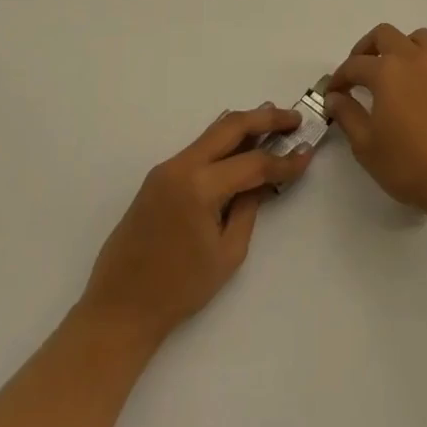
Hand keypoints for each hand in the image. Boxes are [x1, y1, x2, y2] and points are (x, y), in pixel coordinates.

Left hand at [79, 104, 313, 345]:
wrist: (119, 308)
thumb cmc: (178, 290)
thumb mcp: (227, 254)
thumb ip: (249, 208)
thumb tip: (263, 180)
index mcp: (199, 187)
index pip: (253, 163)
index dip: (284, 160)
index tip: (307, 153)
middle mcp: (181, 166)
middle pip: (231, 126)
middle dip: (266, 118)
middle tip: (294, 118)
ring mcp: (167, 168)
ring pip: (213, 132)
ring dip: (244, 125)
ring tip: (274, 122)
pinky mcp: (159, 177)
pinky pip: (198, 147)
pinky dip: (224, 142)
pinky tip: (241, 145)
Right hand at [327, 23, 426, 223]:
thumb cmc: (409, 165)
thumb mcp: (366, 146)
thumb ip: (347, 115)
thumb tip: (334, 97)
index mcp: (386, 72)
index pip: (354, 65)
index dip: (339, 78)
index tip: (333, 93)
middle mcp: (414, 58)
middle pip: (384, 34)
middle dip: (367, 48)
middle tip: (360, 71)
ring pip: (420, 38)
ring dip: (405, 47)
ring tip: (399, 69)